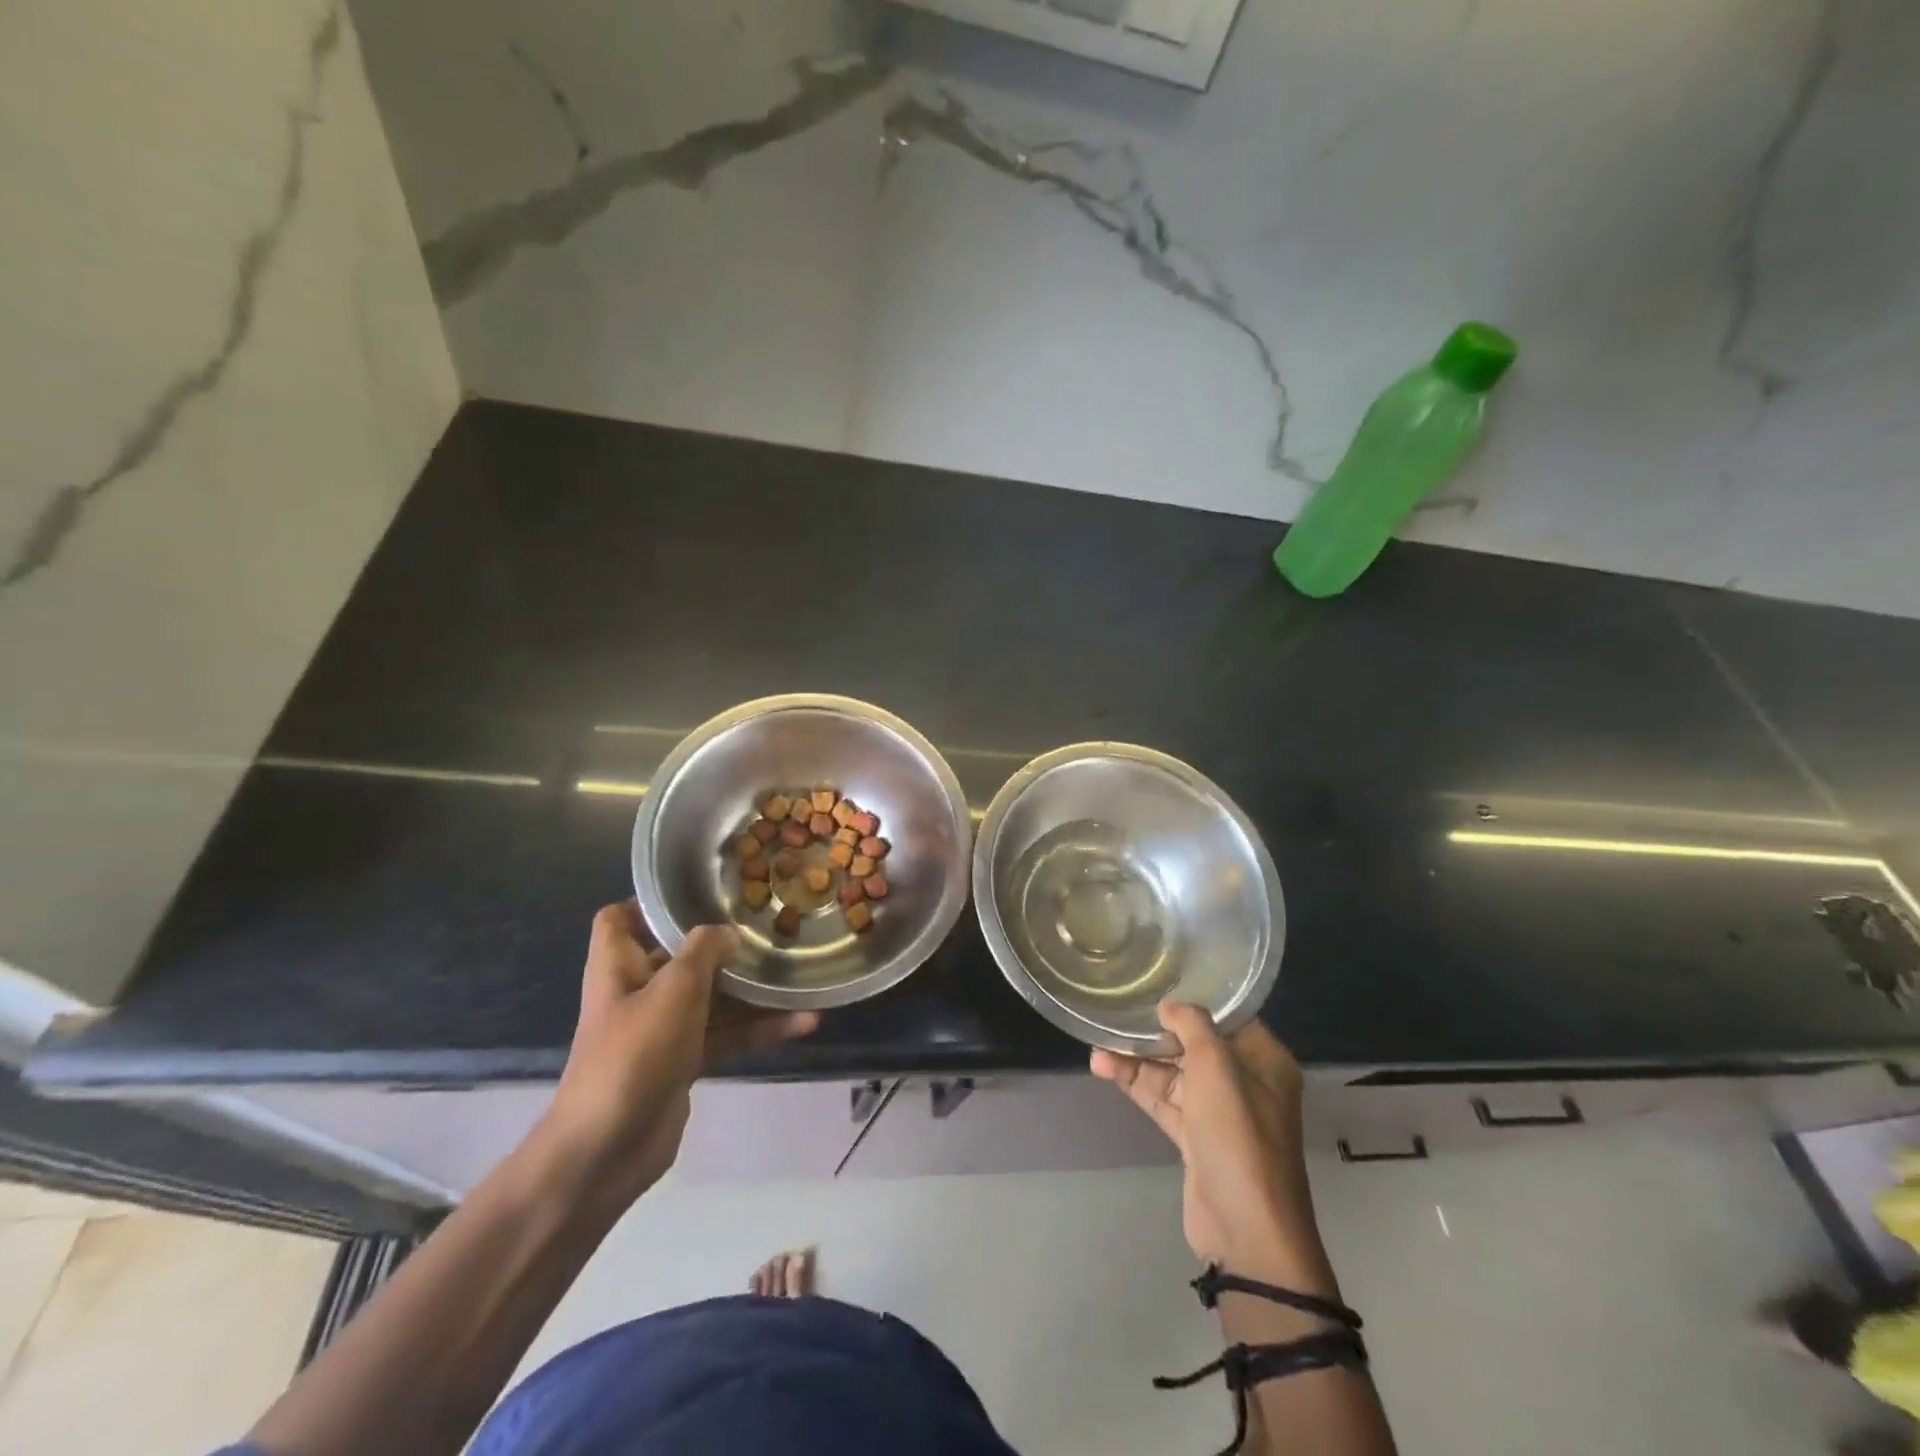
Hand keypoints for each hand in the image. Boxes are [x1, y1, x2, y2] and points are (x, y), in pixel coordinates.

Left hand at [539, 901, 816, 1206]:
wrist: (607, 1151)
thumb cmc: (633, 1054)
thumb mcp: (673, 989)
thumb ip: (703, 951)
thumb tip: (726, 932)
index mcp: (619, 966)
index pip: (619, 919)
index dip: (649, 902)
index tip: (698, 891)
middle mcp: (639, 992)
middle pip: (679, 955)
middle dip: (722, 942)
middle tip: (768, 923)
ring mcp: (663, 1029)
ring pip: (713, 996)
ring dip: (752, 990)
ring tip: (798, 972)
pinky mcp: (685, 1062)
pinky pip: (727, 1035)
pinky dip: (760, 1029)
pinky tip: (805, 1022)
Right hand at [1092, 1005, 1329, 1287]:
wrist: (1246, 1230)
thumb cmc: (1238, 1136)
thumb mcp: (1216, 1067)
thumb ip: (1193, 1026)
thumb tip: (1171, 1007)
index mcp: (1265, 1061)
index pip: (1228, 1018)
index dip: (1194, 1000)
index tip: (1157, 984)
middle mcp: (1246, 1082)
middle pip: (1196, 1044)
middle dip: (1157, 1032)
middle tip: (1119, 1014)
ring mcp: (1220, 1113)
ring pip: (1174, 1073)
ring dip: (1138, 1060)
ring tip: (1098, 1046)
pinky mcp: (1197, 1138)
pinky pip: (1164, 1099)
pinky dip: (1137, 1084)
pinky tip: (1104, 1068)